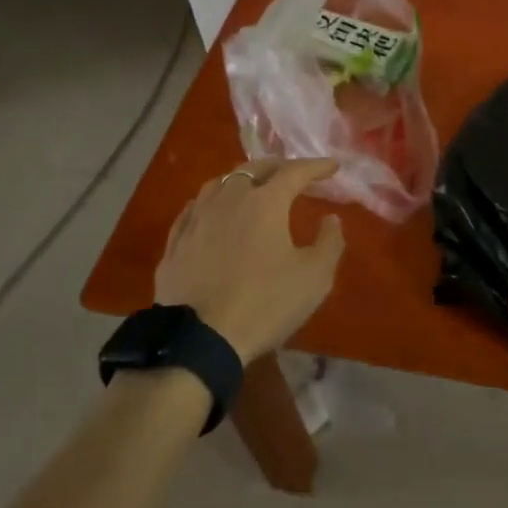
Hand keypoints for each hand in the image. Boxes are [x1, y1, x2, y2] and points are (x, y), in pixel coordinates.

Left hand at [155, 158, 345, 363]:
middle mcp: (229, 198)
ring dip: (243, 179)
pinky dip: (213, 201)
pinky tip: (214, 211)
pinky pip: (195, 208)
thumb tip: (331, 219)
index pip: (294, 171)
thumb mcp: (314, 278)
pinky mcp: (175, 242)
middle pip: (254, 168)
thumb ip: (330, 242)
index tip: (332, 166)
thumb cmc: (264, 304)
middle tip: (294, 174)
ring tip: (254, 186)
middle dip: (278, 166)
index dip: (316, 166)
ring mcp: (197, 218)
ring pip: (220, 182)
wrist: (199, 341)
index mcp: (265, 202)